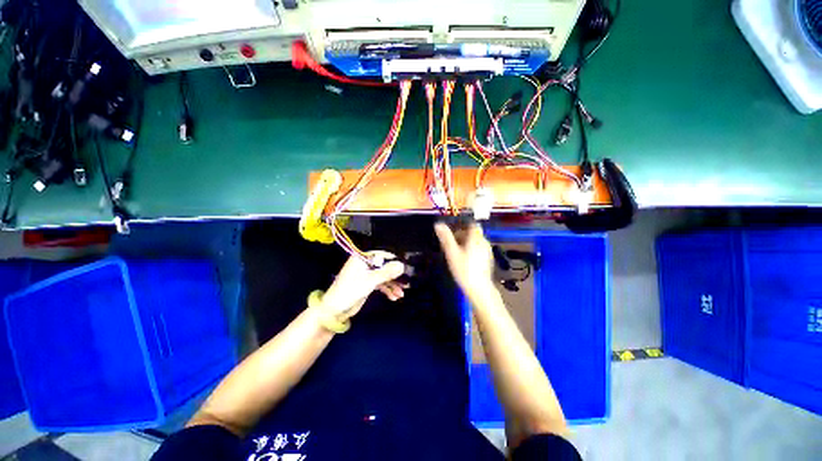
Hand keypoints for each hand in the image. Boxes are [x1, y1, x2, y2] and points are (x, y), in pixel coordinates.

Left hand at [319, 251, 406, 317]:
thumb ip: (387, 272)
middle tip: (407, 283)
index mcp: (362, 258)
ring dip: (392, 285)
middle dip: (395, 276)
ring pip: (384, 276)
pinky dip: (387, 290)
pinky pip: (380, 284)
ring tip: (402, 294)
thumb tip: (402, 265)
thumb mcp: (370, 280)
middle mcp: (365, 264)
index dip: (395, 261)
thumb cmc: (351, 290)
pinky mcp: (367, 284)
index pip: (383, 255)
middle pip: (384, 267)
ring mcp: (366, 275)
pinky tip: (394, 297)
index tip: (407, 267)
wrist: (335, 310)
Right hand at [434, 222, 494, 300]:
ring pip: (475, 242)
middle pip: (473, 233)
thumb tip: (438, 224)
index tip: (453, 233)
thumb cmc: (464, 269)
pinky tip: (463, 261)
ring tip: (455, 253)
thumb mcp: (452, 253)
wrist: (479, 289)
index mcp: (476, 238)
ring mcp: (487, 252)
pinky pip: (478, 250)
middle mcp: (484, 242)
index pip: (471, 225)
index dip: (462, 226)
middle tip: (450, 245)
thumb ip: (446, 238)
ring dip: (465, 244)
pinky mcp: (487, 260)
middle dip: (461, 236)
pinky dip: (470, 251)